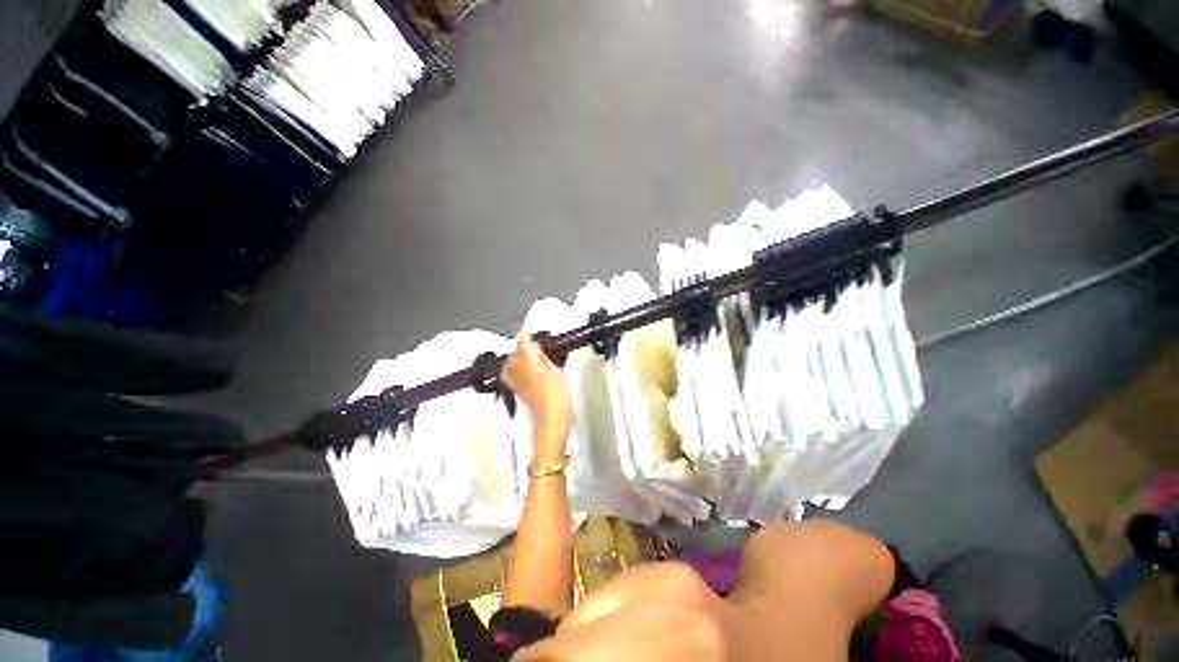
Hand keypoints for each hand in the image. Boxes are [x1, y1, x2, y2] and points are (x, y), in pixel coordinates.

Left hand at [502, 332, 571, 456]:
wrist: (551, 420)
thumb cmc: (557, 398)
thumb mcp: (556, 373)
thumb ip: (544, 359)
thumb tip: (537, 350)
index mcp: (529, 364)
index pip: (523, 343)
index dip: (525, 335)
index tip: (527, 330)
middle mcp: (518, 371)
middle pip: (514, 353)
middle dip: (521, 347)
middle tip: (532, 344)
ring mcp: (516, 382)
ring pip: (510, 363)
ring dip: (517, 357)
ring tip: (529, 356)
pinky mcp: (517, 390)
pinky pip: (510, 374)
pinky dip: (514, 368)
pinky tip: (524, 370)